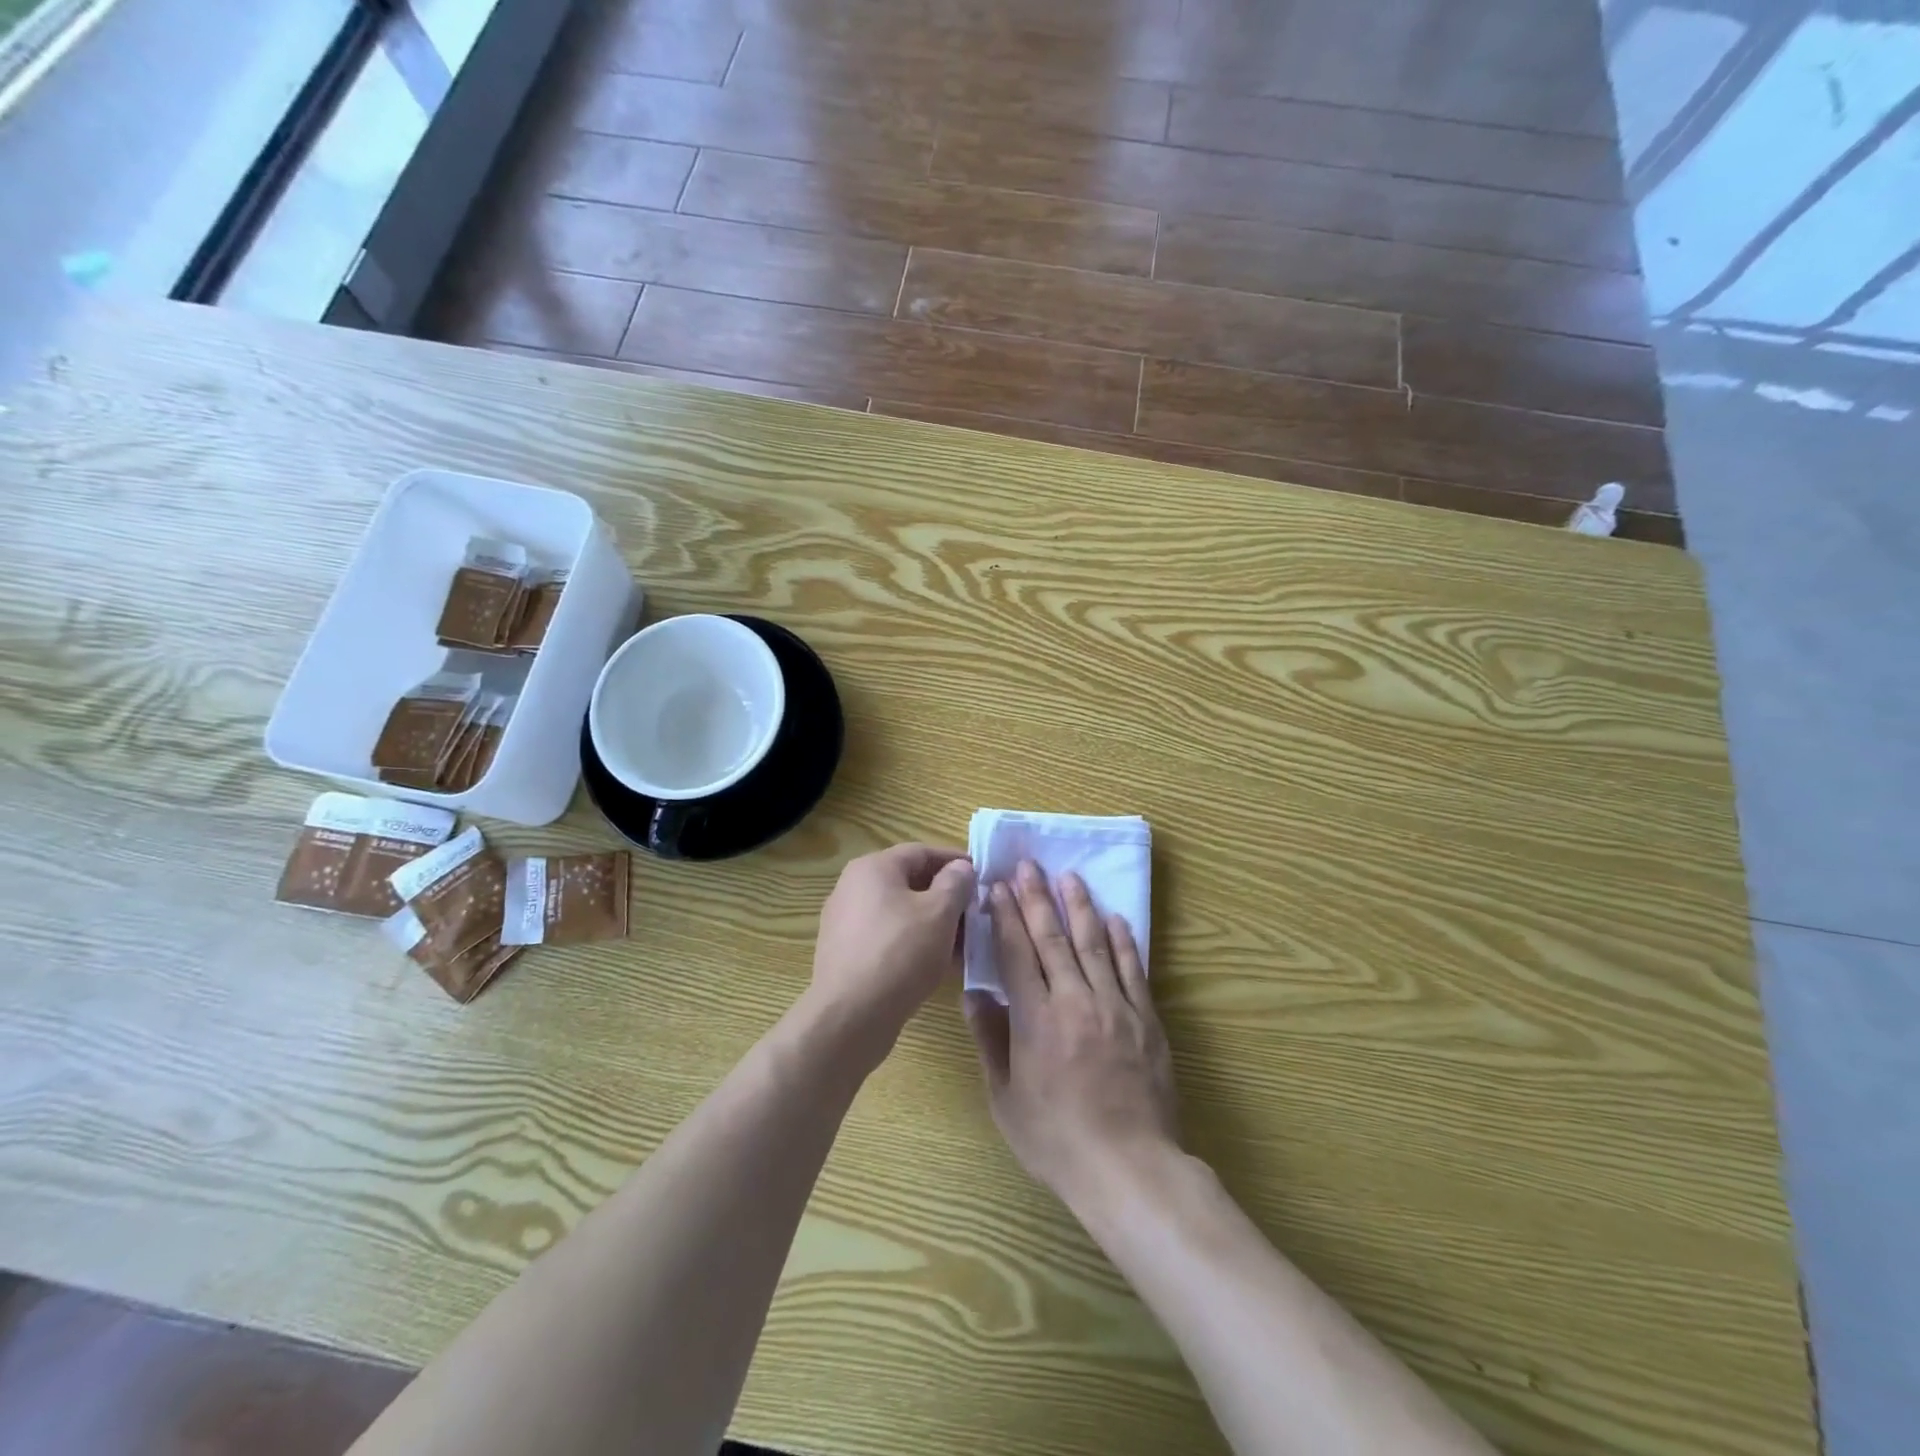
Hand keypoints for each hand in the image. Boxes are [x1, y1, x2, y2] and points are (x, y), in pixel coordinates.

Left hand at [809, 843, 974, 1062]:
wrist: (850, 1017)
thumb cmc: (900, 953)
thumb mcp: (940, 912)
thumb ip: (956, 883)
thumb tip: (960, 868)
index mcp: (873, 868)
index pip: (922, 852)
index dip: (955, 861)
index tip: (983, 876)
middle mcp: (853, 887)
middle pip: (909, 882)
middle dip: (946, 896)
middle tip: (976, 913)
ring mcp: (845, 921)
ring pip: (900, 912)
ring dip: (933, 922)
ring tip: (963, 943)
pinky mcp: (845, 953)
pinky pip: (887, 936)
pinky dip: (913, 941)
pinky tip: (936, 963)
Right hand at [964, 861, 1179, 1211]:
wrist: (1128, 1168)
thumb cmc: (1057, 1139)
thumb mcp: (1006, 1099)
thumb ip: (990, 1041)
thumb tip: (975, 994)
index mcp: (1036, 1020)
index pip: (1017, 954)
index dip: (1006, 918)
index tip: (998, 888)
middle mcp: (1074, 1001)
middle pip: (1053, 939)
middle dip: (1038, 898)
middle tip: (1029, 866)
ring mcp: (1115, 1007)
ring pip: (1094, 944)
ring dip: (1080, 908)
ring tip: (1069, 877)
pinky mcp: (1146, 1019)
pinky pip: (1132, 970)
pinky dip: (1123, 941)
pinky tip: (1115, 918)